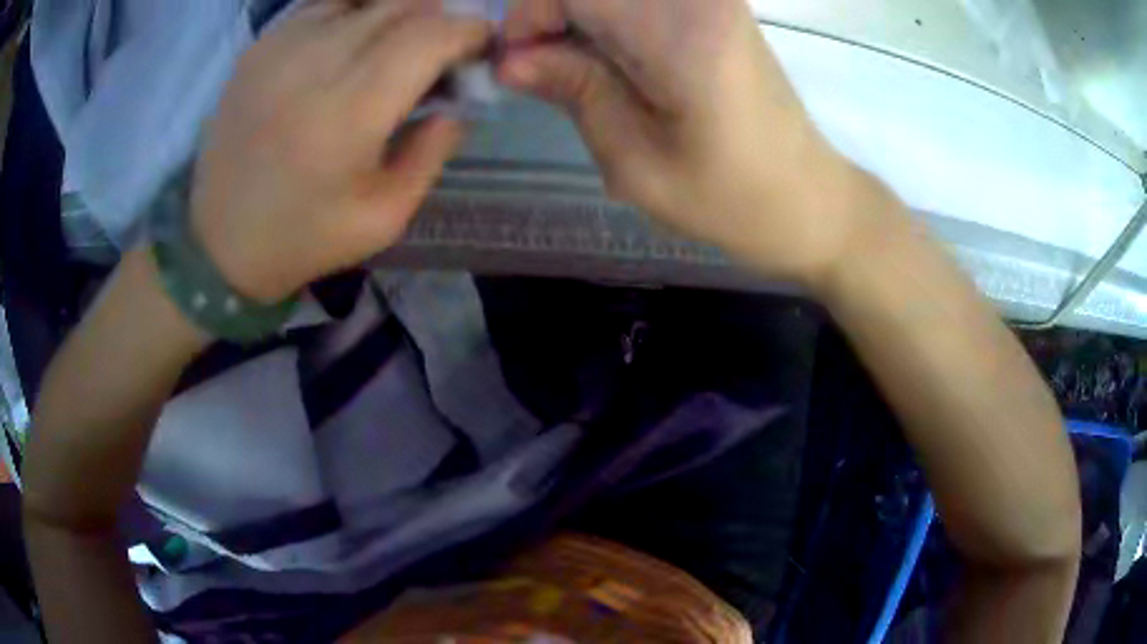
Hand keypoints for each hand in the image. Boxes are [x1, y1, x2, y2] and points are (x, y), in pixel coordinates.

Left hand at [191, 0, 492, 301]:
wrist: (218, 243)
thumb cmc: (303, 237)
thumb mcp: (386, 217)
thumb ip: (434, 151)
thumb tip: (458, 101)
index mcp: (350, 112)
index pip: (431, 34)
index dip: (469, 32)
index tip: (479, 49)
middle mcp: (315, 63)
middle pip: (403, 5)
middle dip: (438, 20)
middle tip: (439, 53)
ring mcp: (281, 47)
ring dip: (397, 14)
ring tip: (396, 47)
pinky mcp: (259, 46)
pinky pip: (324, 6)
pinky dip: (353, 14)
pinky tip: (351, 44)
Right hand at [499, 0, 877, 282]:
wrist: (808, 199)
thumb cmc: (730, 201)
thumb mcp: (635, 163)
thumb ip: (574, 91)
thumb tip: (509, 58)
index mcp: (681, 32)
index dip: (529, 15)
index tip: (518, 63)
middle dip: (553, 13)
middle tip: (544, 65)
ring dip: (581, 17)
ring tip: (577, 66)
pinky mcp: (717, 5)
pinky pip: (639, 0)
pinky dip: (609, 19)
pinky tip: (612, 57)